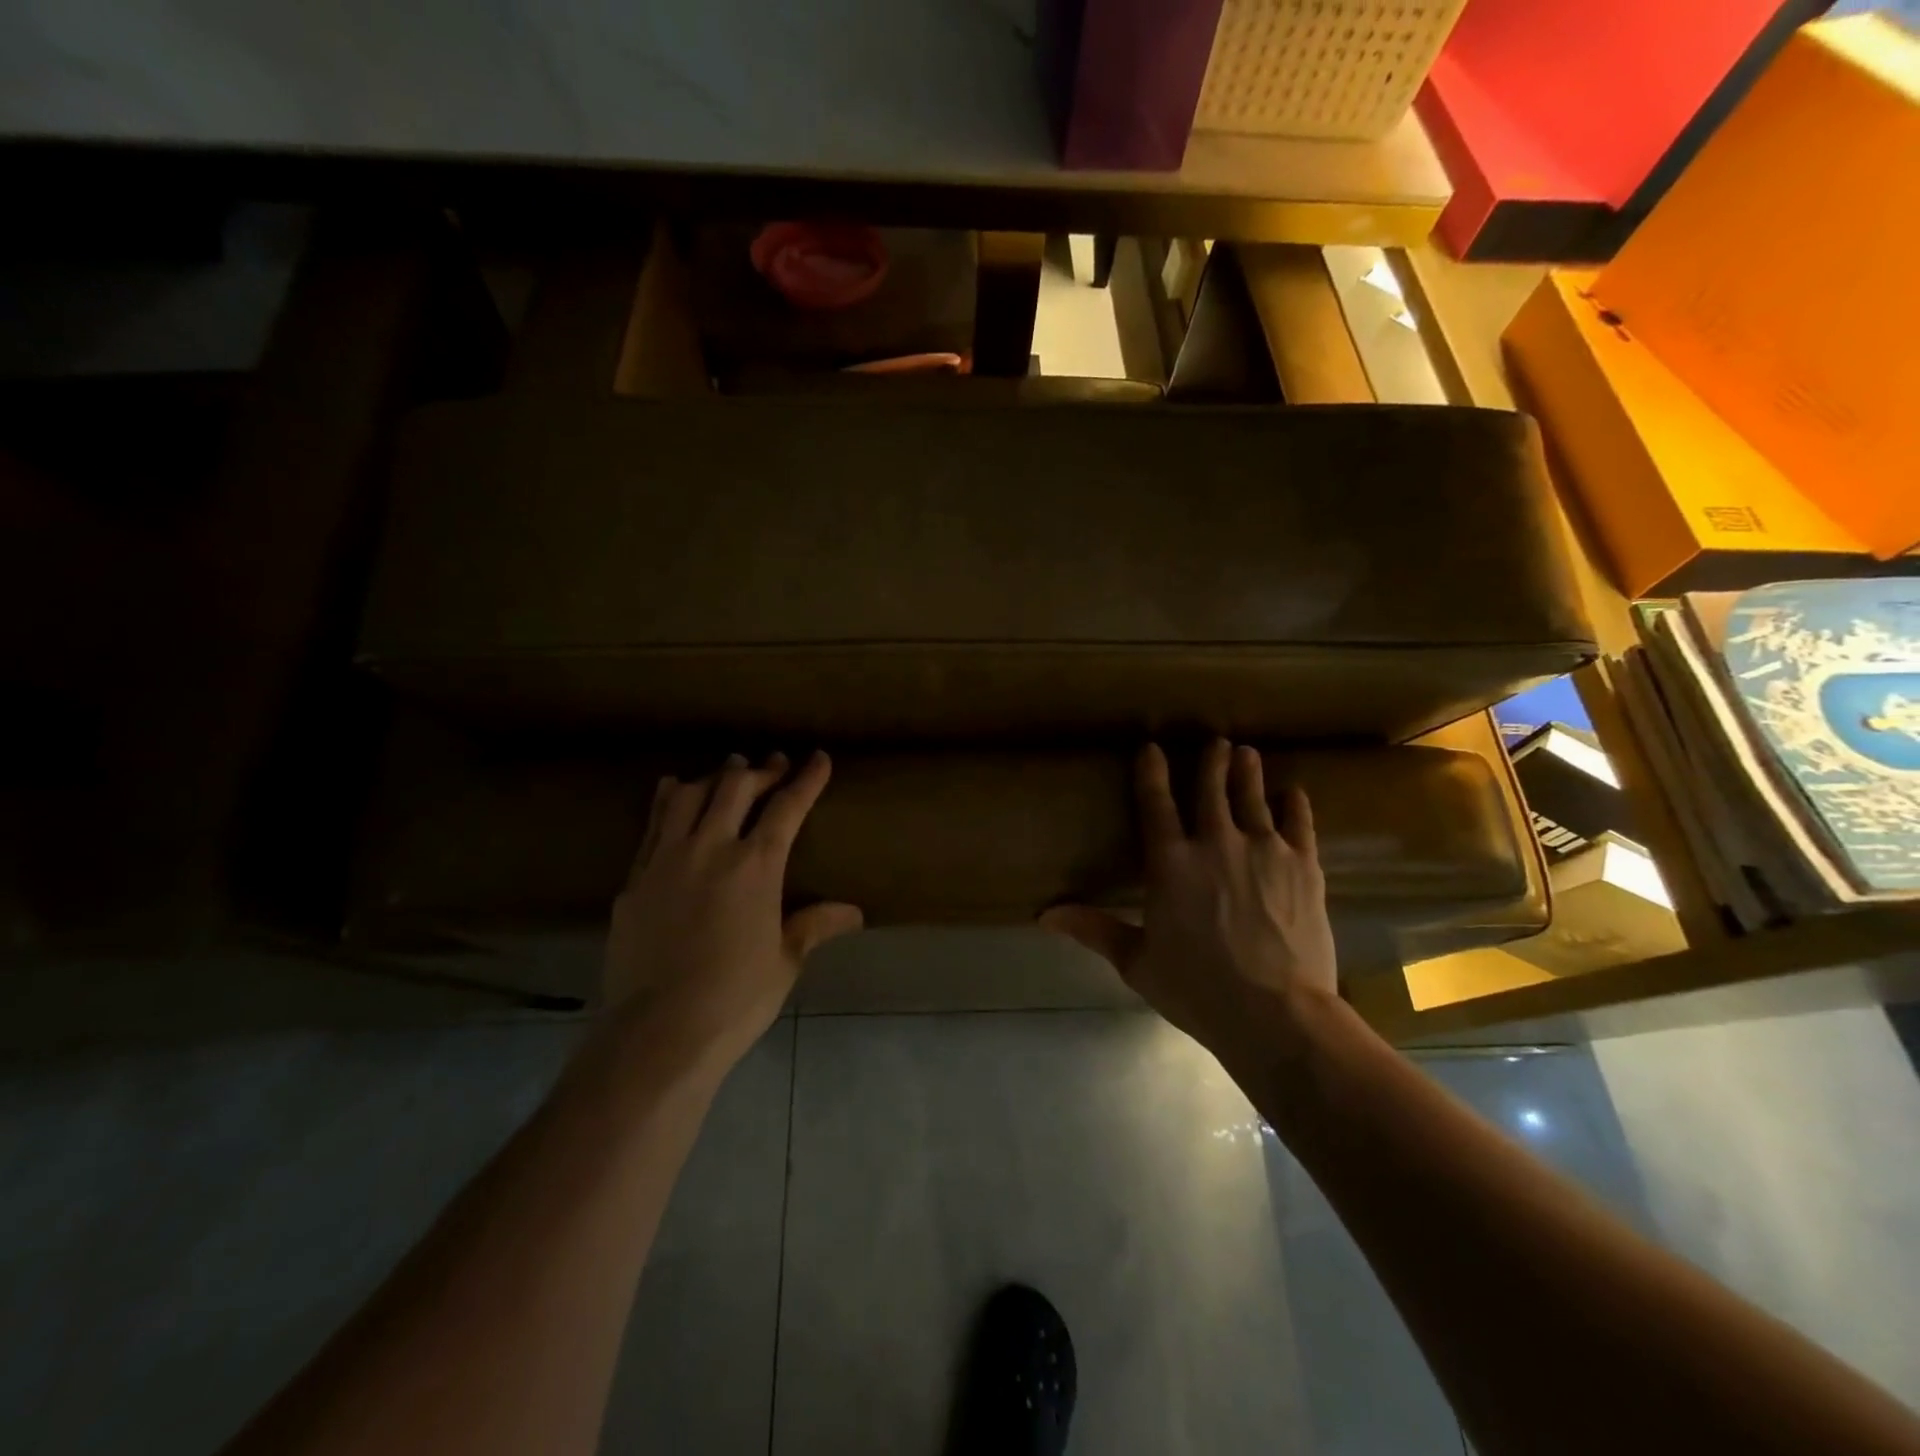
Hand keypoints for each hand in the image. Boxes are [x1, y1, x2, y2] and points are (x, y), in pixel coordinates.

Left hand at [604, 751, 862, 1067]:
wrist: (656, 1033)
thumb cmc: (734, 999)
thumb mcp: (784, 961)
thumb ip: (814, 925)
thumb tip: (854, 912)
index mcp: (755, 866)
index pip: (787, 807)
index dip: (807, 779)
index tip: (819, 758)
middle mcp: (709, 848)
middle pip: (735, 787)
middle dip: (761, 769)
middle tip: (774, 763)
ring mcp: (665, 860)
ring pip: (687, 795)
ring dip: (713, 777)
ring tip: (726, 772)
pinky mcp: (633, 879)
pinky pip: (652, 824)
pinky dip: (668, 801)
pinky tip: (672, 795)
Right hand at [1041, 740, 1337, 1047]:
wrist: (1276, 1013)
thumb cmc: (1197, 989)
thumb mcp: (1137, 962)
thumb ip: (1094, 929)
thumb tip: (1044, 915)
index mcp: (1170, 864)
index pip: (1155, 804)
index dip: (1151, 773)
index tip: (1151, 747)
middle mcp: (1216, 843)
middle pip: (1211, 789)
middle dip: (1211, 761)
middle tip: (1216, 741)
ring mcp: (1264, 850)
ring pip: (1253, 797)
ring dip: (1247, 772)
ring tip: (1246, 752)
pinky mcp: (1303, 865)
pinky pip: (1298, 823)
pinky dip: (1294, 805)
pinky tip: (1293, 793)